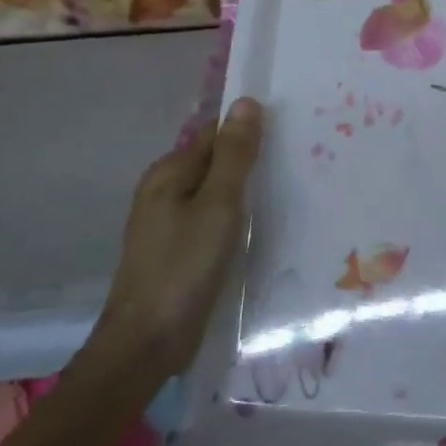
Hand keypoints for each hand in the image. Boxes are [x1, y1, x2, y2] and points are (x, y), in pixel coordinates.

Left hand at [88, 99, 264, 373]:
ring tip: (289, 193)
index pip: (214, 134)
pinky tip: (260, 228)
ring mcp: (168, 223)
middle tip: (299, 164)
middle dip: (250, 162)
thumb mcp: (218, 205)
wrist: (147, 343)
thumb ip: (234, 155)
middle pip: (214, 162)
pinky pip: (212, 220)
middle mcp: (164, 191)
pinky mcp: (178, 251)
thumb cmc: (184, 267)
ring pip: (215, 193)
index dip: (249, 131)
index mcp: (168, 172)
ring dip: (245, 192)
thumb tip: (246, 102)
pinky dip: (236, 218)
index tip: (290, 136)